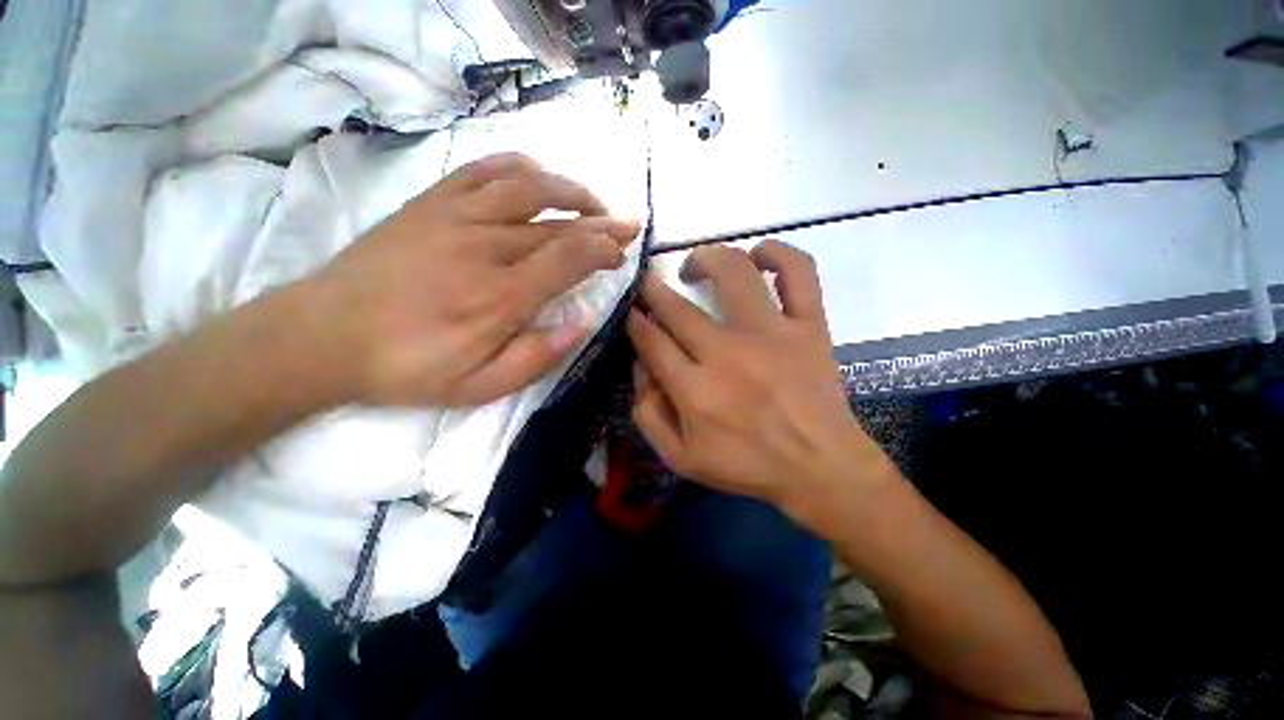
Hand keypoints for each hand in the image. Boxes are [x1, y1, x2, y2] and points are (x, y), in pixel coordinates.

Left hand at [306, 153, 638, 406]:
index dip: (603, 250)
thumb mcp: (480, 386)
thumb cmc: (408, 367)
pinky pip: (484, 170)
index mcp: (501, 297)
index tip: (621, 253)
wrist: (324, 335)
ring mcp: (456, 217)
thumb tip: (582, 324)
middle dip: (601, 222)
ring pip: (529, 187)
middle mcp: (485, 248)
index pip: (569, 258)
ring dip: (570, 190)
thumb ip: (538, 357)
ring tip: (593, 202)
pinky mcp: (431, 203)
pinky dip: (521, 168)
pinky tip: (540, 177)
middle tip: (628, 224)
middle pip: (557, 223)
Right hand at [626, 241, 895, 522]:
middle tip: (648, 284)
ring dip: (705, 259)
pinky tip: (759, 256)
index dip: (635, 320)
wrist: (820, 467)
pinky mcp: (809, 326)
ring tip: (695, 267)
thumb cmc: (747, 465)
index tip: (631, 310)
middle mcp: (727, 353)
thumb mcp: (680, 458)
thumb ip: (647, 414)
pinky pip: (798, 272)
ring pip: (732, 272)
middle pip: (677, 306)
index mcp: (695, 390)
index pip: (651, 339)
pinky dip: (778, 253)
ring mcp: (771, 333)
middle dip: (652, 289)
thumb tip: (641, 365)